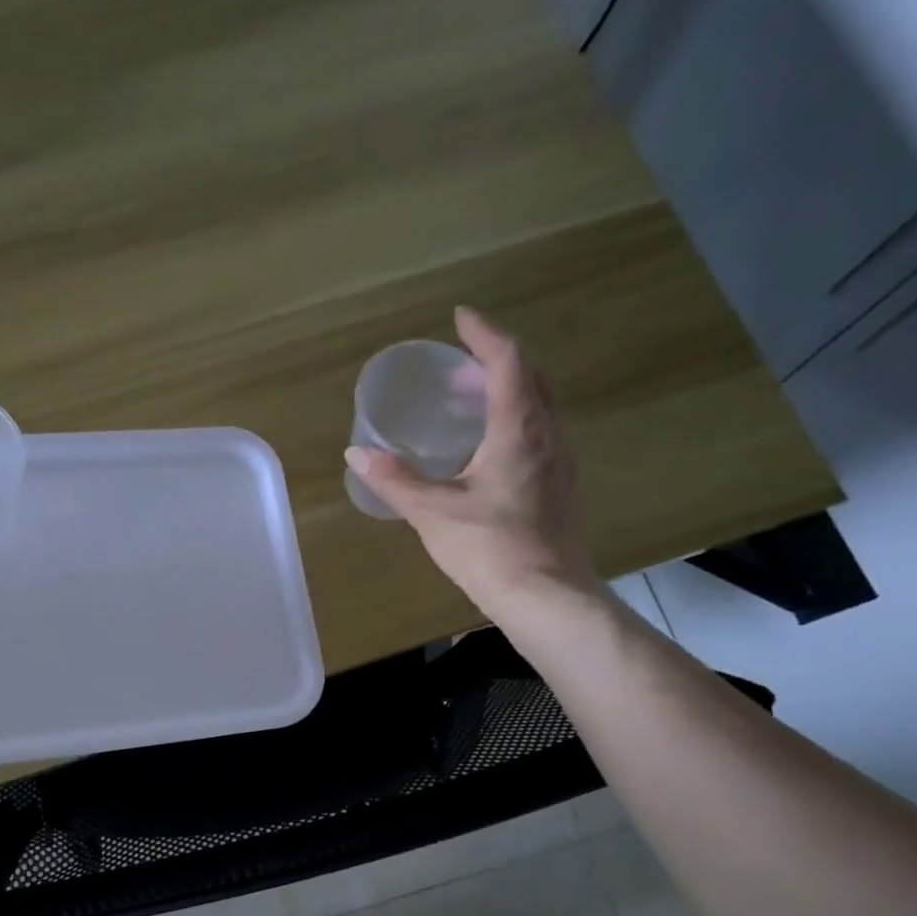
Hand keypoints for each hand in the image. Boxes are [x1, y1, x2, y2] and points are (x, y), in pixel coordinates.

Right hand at [346, 307, 600, 617]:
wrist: (546, 596)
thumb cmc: (488, 548)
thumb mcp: (432, 512)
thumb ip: (394, 480)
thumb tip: (357, 453)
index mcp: (518, 431)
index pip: (508, 362)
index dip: (484, 335)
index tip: (459, 319)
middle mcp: (547, 436)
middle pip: (529, 379)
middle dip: (493, 364)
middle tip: (454, 371)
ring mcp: (560, 462)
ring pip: (537, 408)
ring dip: (503, 395)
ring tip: (464, 407)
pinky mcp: (560, 488)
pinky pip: (538, 435)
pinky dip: (511, 424)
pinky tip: (485, 453)